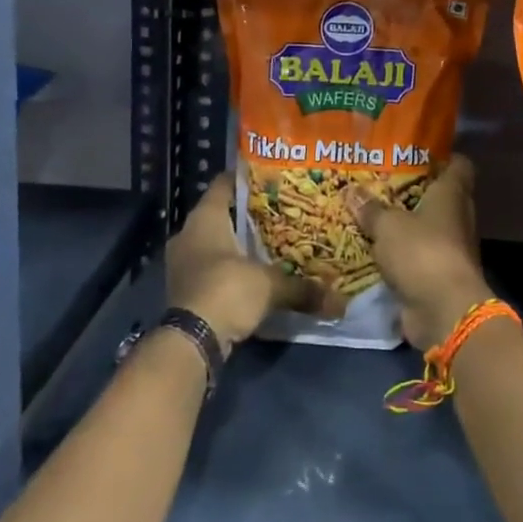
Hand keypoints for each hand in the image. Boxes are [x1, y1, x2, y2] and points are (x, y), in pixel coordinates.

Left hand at [165, 172, 338, 348]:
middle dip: (248, 215)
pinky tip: (253, 274)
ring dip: (238, 244)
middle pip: (221, 214)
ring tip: (272, 243)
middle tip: (280, 213)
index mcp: (205, 218)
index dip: (247, 179)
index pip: (224, 184)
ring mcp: (182, 263)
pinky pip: (210, 267)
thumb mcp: (271, 286)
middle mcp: (188, 234)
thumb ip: (303, 288)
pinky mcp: (183, 289)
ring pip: (214, 242)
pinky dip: (229, 268)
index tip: (272, 179)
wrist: (190, 342)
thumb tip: (340, 303)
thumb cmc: (227, 291)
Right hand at [345, 155, 494, 349]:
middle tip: (381, 179)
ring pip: (426, 227)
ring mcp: (450, 248)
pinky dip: (401, 252)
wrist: (444, 311)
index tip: (417, 150)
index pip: (459, 165)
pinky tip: (374, 246)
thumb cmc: (422, 253)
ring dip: (405, 223)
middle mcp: (456, 218)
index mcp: (452, 195)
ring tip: (372, 210)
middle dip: (413, 189)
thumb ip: (371, 209)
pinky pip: (417, 255)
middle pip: (439, 195)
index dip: (443, 156)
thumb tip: (351, 190)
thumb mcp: (388, 226)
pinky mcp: (438, 275)